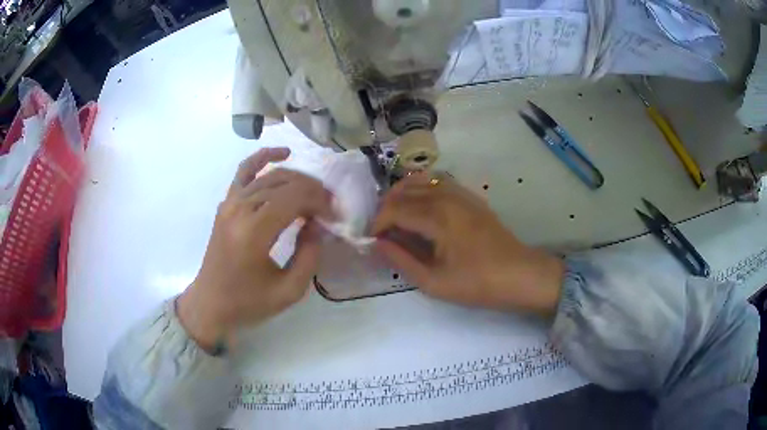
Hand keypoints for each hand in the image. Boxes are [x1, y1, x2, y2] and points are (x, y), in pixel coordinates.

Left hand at [177, 148, 333, 350]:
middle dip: (314, 191)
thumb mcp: (289, 291)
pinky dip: (264, 157)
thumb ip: (310, 255)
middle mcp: (239, 210)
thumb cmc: (248, 303)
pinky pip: (245, 171)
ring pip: (271, 175)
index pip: (294, 199)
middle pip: (285, 183)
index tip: (335, 217)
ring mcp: (230, 203)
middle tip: (330, 207)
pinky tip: (283, 153)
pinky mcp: (226, 203)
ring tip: (315, 193)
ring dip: (298, 180)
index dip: (320, 203)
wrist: (210, 303)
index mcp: (253, 233)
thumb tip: (318, 224)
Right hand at [372, 174, 563, 316]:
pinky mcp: (470, 196)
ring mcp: (461, 193)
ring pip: (420, 180)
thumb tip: (378, 243)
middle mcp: (446, 196)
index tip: (372, 240)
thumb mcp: (434, 282)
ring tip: (396, 217)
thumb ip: (402, 260)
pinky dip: (421, 189)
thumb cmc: (478, 284)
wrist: (520, 275)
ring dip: (402, 195)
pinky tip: (420, 208)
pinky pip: (438, 181)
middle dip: (386, 208)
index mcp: (437, 217)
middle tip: (382, 230)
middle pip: (404, 190)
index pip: (394, 209)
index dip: (378, 223)